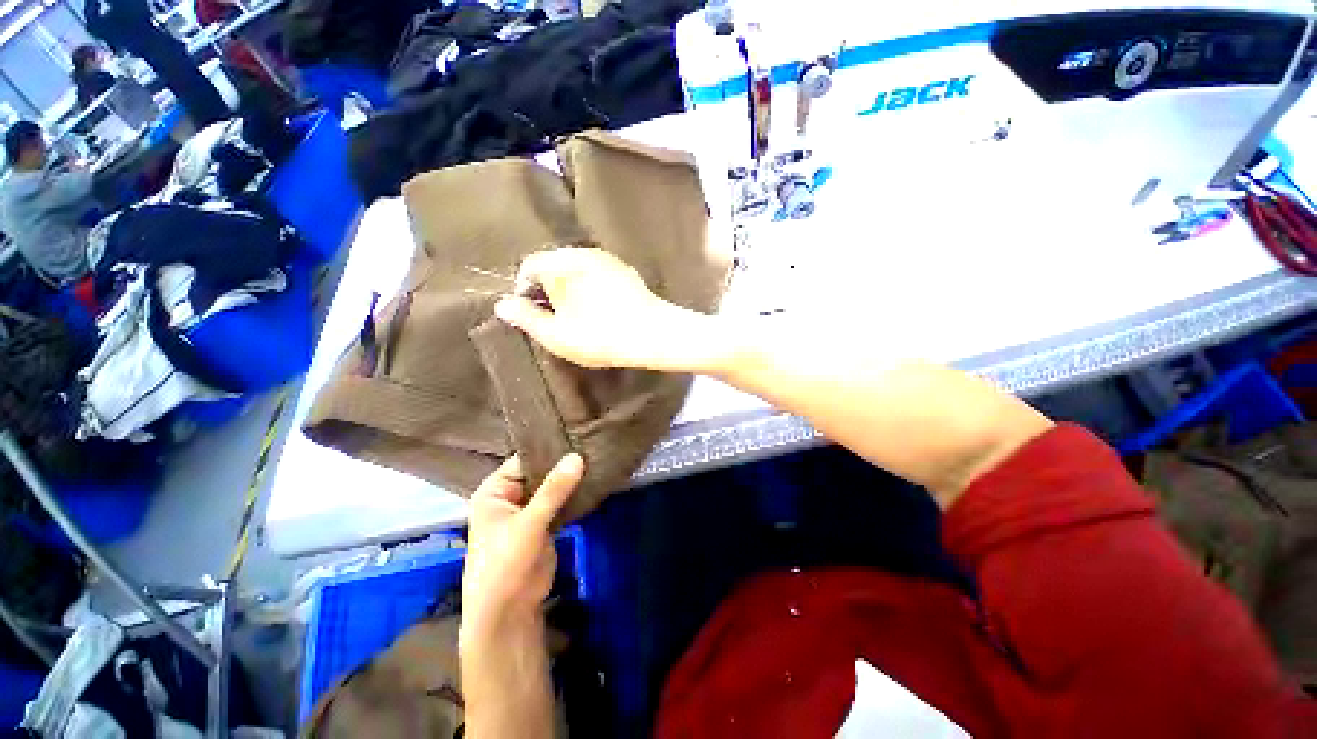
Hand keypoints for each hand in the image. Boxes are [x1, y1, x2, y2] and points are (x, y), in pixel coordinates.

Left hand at [461, 454, 583, 642]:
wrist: (509, 612)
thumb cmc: (505, 563)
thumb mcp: (528, 523)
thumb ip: (553, 490)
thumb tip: (577, 456)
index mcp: (495, 491)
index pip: (523, 460)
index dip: (548, 449)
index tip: (576, 436)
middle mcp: (510, 497)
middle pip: (540, 473)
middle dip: (563, 464)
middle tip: (591, 446)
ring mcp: (528, 511)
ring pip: (552, 488)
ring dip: (571, 480)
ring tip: (596, 458)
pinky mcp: (544, 524)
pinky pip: (560, 503)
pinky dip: (573, 495)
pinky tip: (593, 481)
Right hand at [495, 248, 722, 371]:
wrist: (653, 335)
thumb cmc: (600, 336)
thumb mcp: (556, 335)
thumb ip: (526, 318)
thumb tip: (502, 304)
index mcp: (562, 263)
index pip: (530, 266)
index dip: (525, 291)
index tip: (534, 316)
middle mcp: (585, 253)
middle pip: (554, 265)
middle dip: (548, 289)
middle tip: (555, 318)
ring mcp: (609, 260)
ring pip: (577, 270)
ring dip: (570, 289)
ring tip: (577, 317)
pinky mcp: (626, 271)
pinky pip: (597, 274)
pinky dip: (590, 288)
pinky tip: (598, 310)